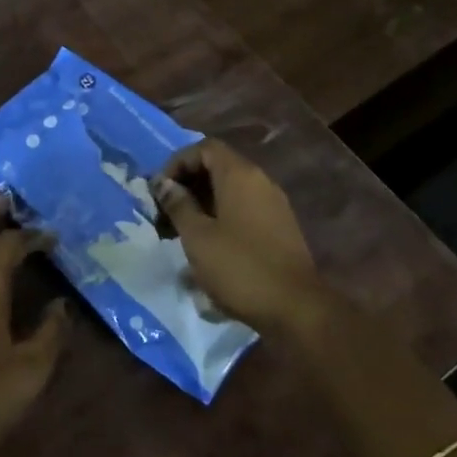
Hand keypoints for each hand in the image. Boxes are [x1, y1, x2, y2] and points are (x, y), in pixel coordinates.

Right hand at [152, 139, 319, 334]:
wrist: (296, 308)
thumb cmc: (240, 267)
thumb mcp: (197, 236)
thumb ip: (178, 204)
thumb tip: (162, 184)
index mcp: (239, 175)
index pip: (204, 148)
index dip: (178, 163)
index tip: (160, 191)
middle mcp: (260, 181)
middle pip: (216, 168)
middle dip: (186, 187)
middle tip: (164, 215)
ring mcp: (273, 205)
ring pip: (229, 191)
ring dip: (201, 205)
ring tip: (179, 234)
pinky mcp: (279, 228)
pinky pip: (242, 209)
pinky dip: (220, 218)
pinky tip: (206, 247)